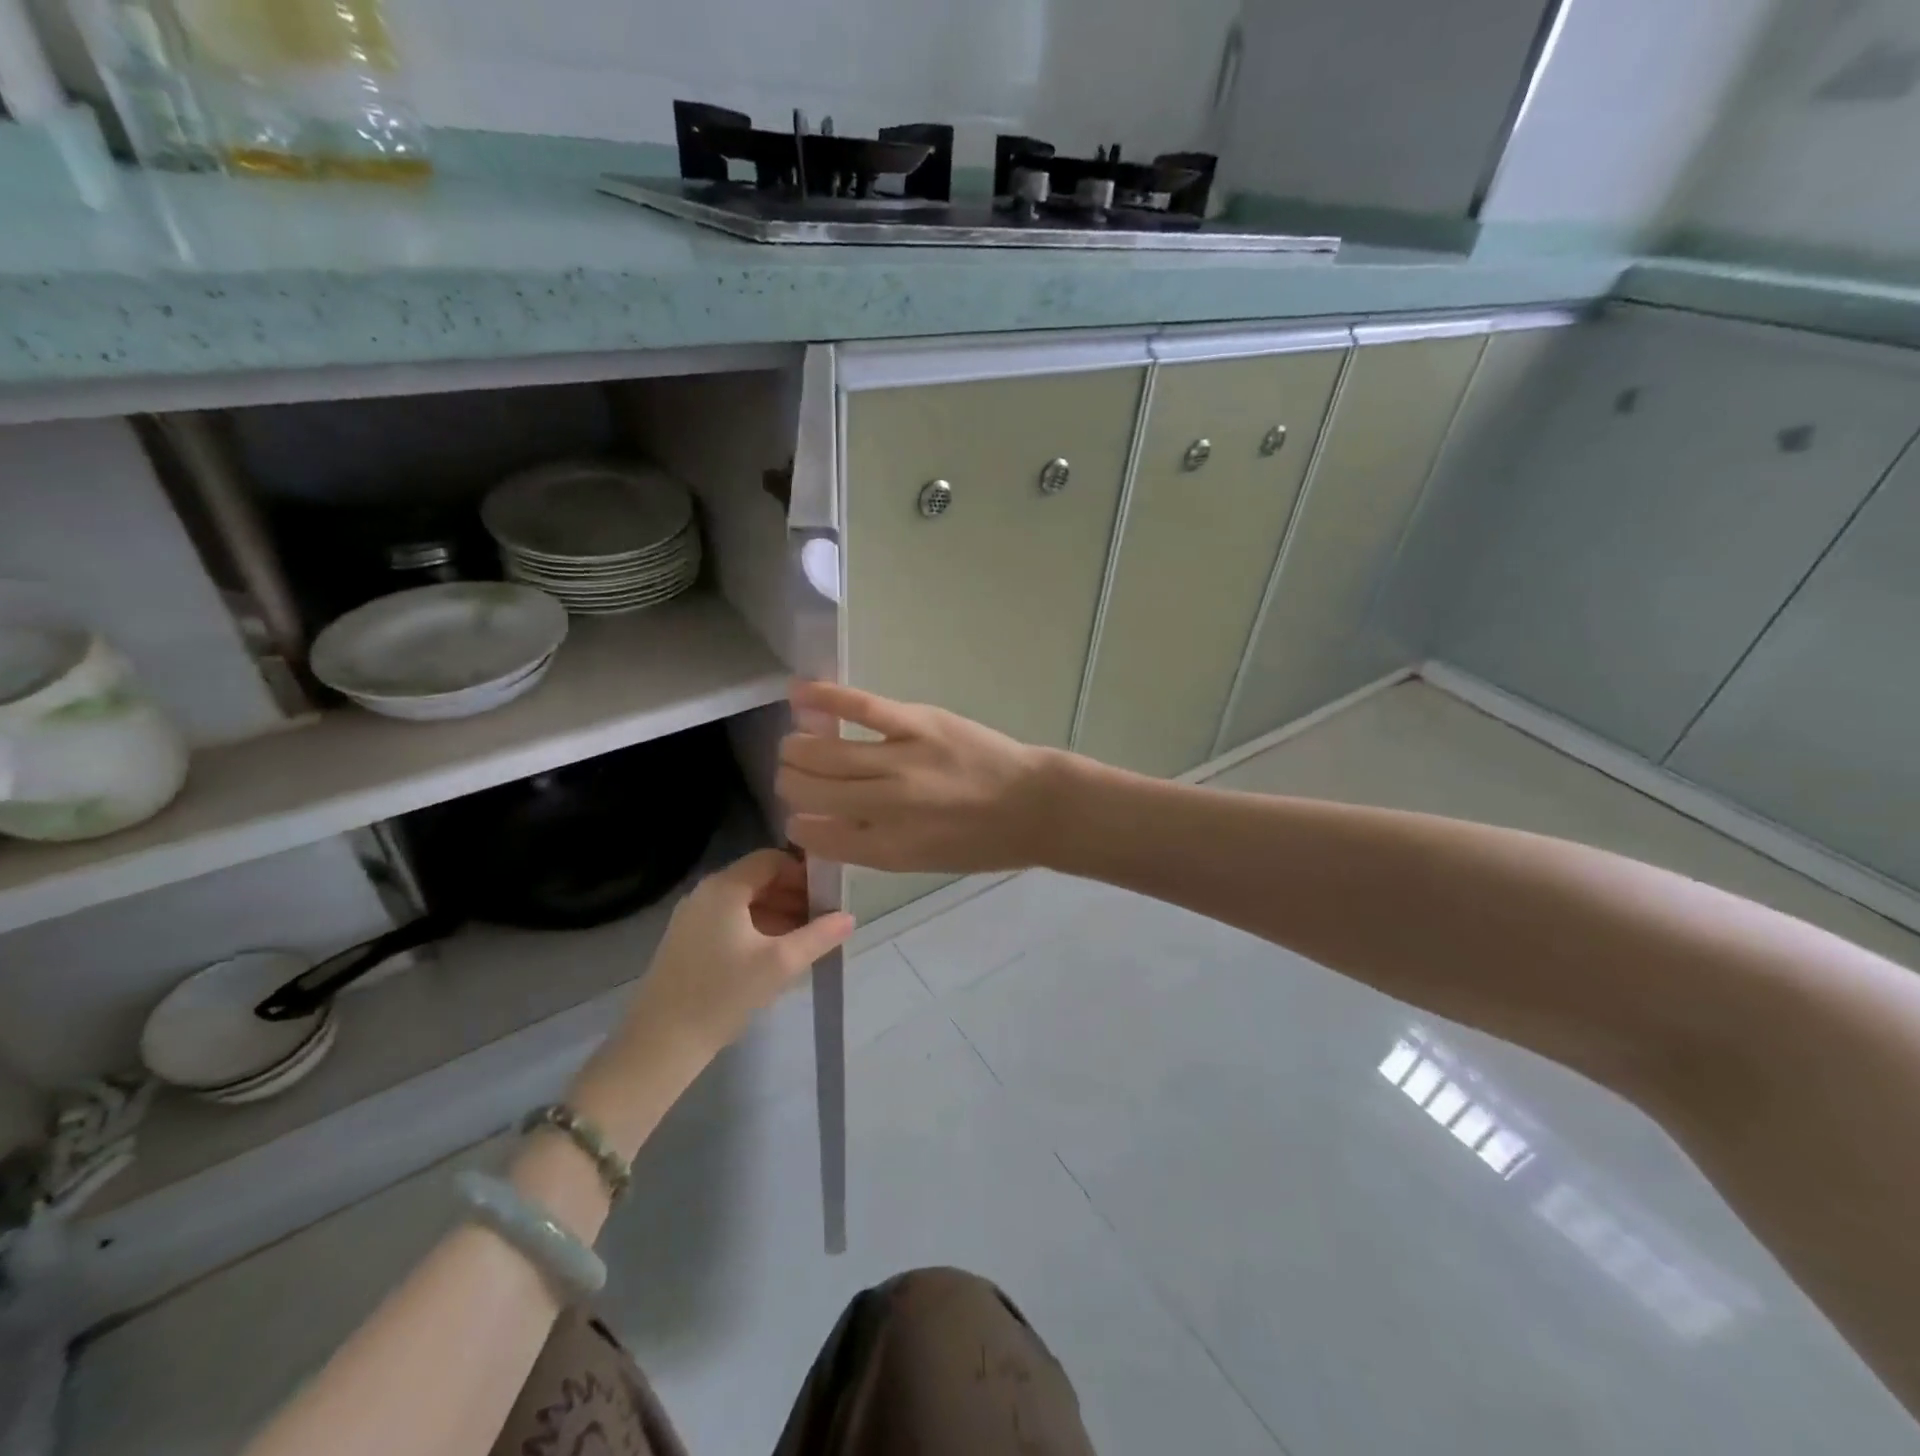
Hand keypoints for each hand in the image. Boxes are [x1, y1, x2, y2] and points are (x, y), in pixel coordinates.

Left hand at [627, 849, 852, 1056]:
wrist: (661, 1043)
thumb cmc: (723, 994)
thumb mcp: (780, 963)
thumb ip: (819, 936)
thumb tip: (849, 917)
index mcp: (724, 887)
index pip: (772, 859)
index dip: (803, 873)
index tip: (828, 897)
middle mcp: (705, 893)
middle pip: (758, 879)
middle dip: (793, 895)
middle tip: (822, 921)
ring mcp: (692, 917)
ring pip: (744, 902)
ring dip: (777, 914)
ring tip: (804, 941)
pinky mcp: (686, 941)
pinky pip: (729, 921)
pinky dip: (756, 928)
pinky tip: (774, 956)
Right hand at [778, 681, 1059, 873]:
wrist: (1034, 806)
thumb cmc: (982, 842)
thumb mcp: (922, 863)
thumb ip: (871, 847)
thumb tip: (823, 825)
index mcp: (886, 848)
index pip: (814, 834)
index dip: (797, 824)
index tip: (799, 815)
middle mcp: (885, 806)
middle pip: (809, 788)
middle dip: (790, 783)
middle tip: (795, 776)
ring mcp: (900, 760)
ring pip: (822, 750)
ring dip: (797, 747)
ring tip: (795, 743)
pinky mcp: (918, 722)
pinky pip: (860, 706)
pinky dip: (824, 697)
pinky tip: (797, 693)